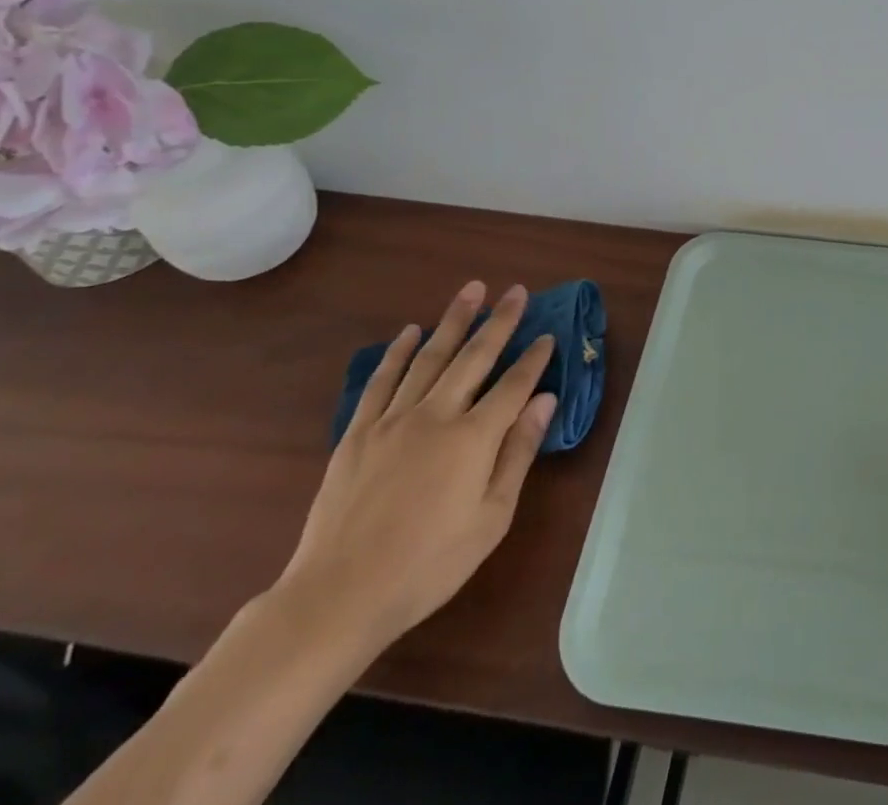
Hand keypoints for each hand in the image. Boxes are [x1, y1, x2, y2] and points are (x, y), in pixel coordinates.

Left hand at [275, 280, 557, 656]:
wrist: (338, 596)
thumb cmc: (428, 565)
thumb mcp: (490, 519)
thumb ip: (518, 453)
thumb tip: (544, 401)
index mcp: (473, 438)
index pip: (513, 385)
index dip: (534, 359)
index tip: (548, 335)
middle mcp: (436, 416)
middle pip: (474, 357)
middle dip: (499, 321)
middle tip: (516, 290)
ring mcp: (393, 420)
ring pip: (430, 357)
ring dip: (453, 321)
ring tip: (471, 290)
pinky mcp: (358, 434)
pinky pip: (382, 381)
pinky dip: (398, 353)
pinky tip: (410, 332)